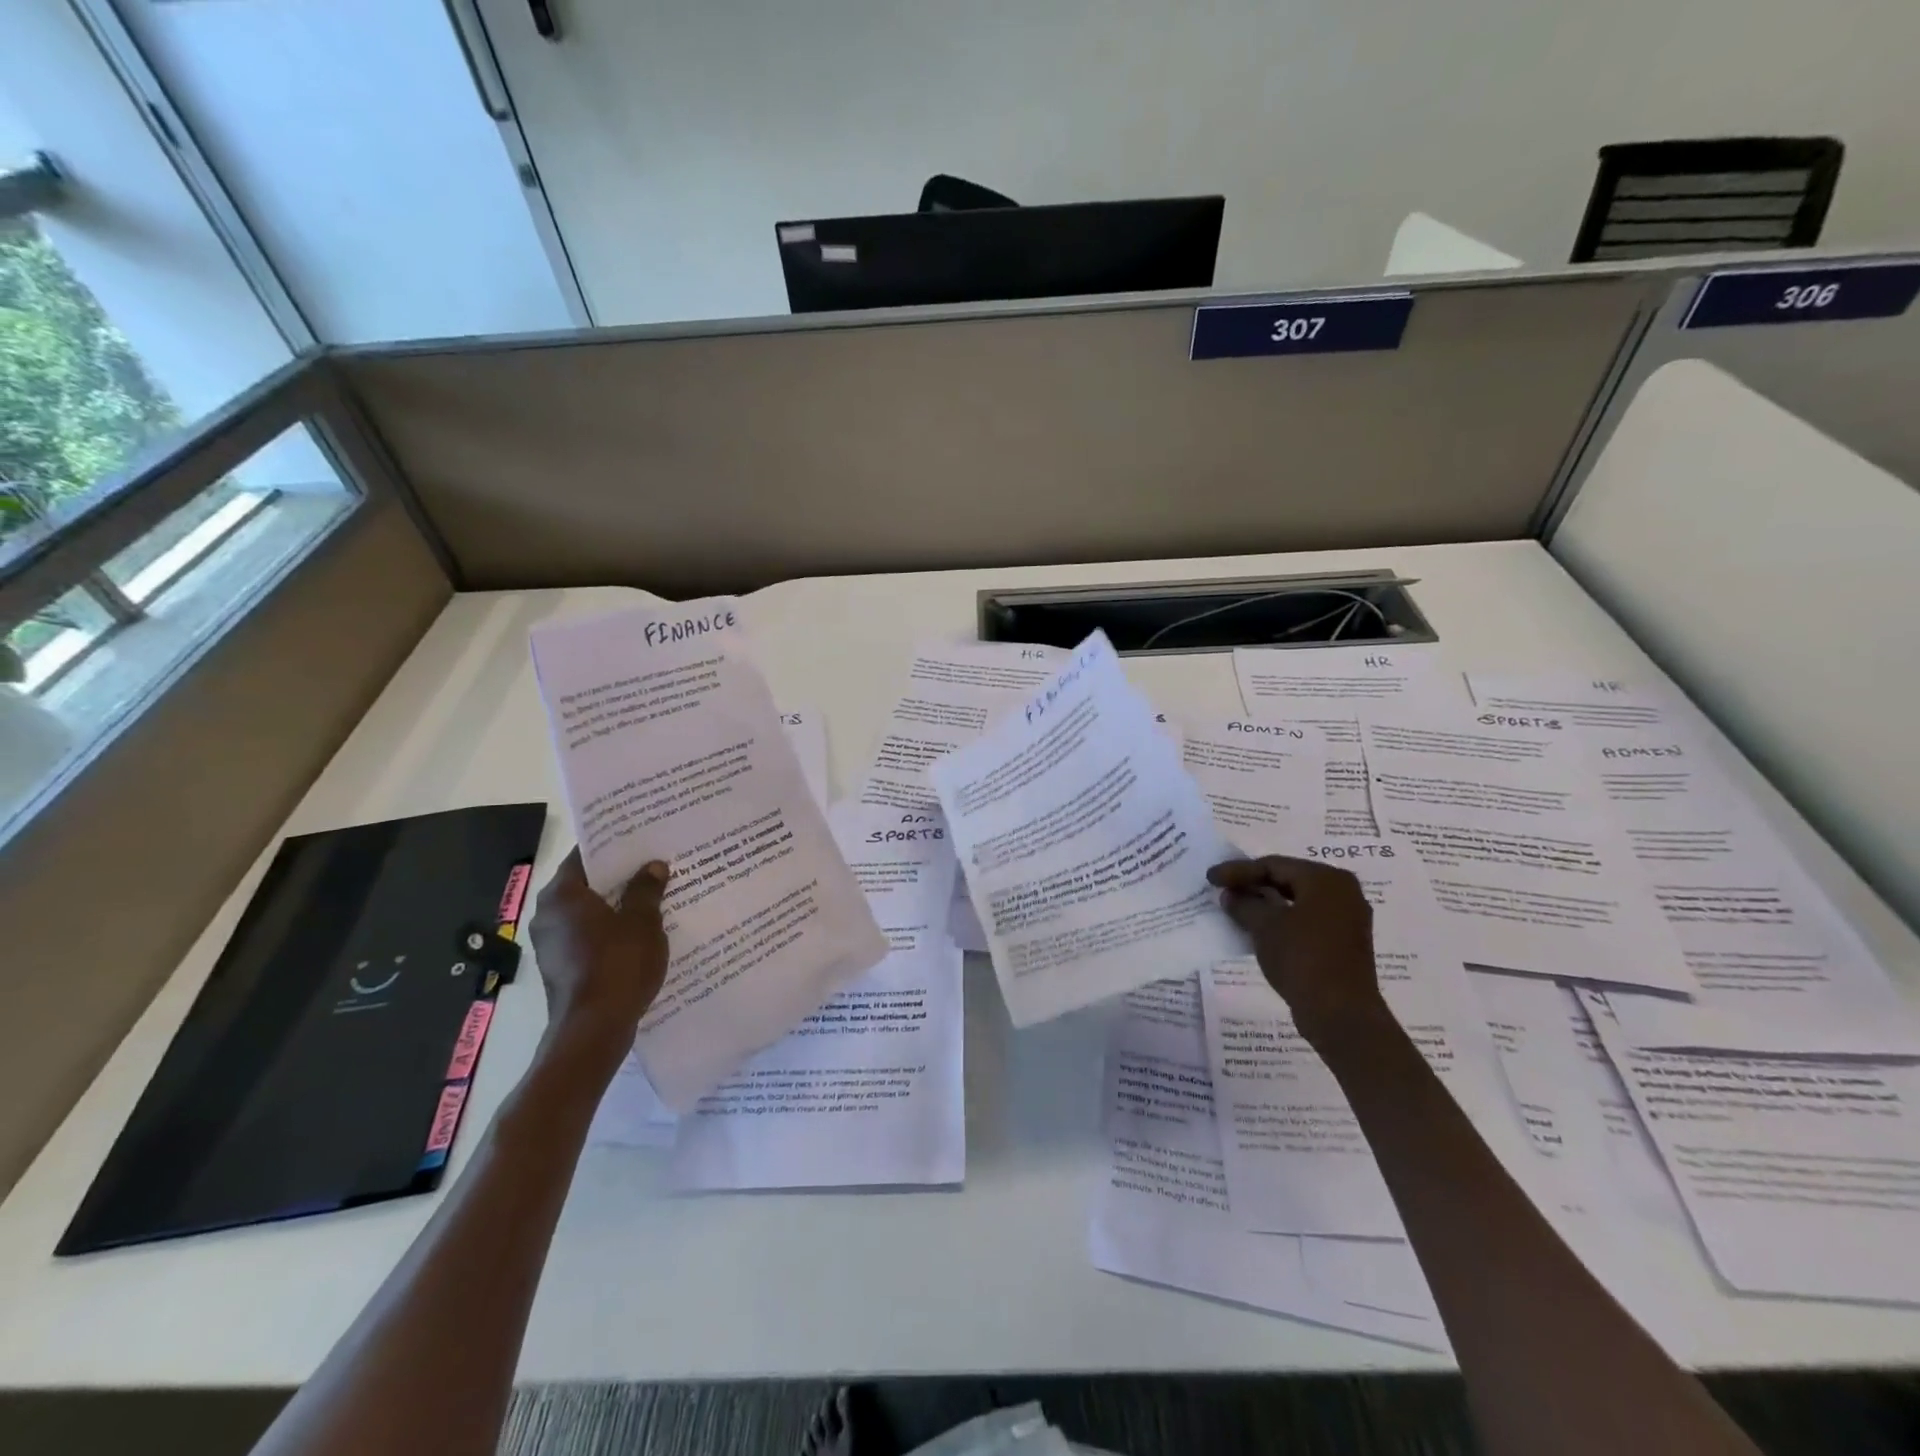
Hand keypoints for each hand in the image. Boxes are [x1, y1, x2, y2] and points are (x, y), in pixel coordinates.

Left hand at [528, 848, 670, 1071]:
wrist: (594, 1029)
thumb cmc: (617, 964)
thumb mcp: (642, 921)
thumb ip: (646, 890)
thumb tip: (653, 866)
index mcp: (562, 895)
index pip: (584, 856)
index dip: (613, 845)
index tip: (639, 838)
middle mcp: (548, 915)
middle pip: (586, 884)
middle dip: (619, 876)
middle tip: (653, 863)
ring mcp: (552, 944)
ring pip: (589, 912)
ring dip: (617, 904)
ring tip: (654, 895)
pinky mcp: (562, 967)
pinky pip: (589, 936)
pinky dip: (611, 929)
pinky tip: (641, 930)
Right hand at [1207, 855, 1388, 1047]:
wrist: (1340, 1013)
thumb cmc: (1302, 958)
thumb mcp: (1264, 926)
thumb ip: (1244, 904)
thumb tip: (1230, 895)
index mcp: (1326, 879)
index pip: (1273, 865)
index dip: (1237, 871)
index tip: (1210, 878)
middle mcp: (1343, 892)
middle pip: (1287, 879)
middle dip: (1253, 885)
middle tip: (1222, 889)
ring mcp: (1346, 918)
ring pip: (1296, 901)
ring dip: (1265, 904)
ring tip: (1235, 908)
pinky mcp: (1343, 943)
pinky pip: (1305, 920)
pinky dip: (1281, 920)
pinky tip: (1257, 928)